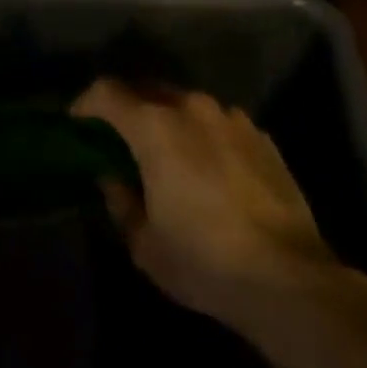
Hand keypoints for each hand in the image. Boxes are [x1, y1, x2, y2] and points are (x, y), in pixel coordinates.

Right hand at [74, 79, 332, 331]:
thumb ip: (121, 201)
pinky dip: (206, 137)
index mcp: (155, 126)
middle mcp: (192, 108)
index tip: (78, 123)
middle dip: (129, 109)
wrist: (288, 277)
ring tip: (170, 155)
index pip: (107, 92)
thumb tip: (114, 179)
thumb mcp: (144, 243)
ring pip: (188, 106)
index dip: (86, 104)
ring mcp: (233, 119)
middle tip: (121, 139)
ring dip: (171, 121)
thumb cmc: (203, 259)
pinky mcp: (263, 137)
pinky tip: (211, 170)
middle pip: (148, 90)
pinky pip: (221, 125)